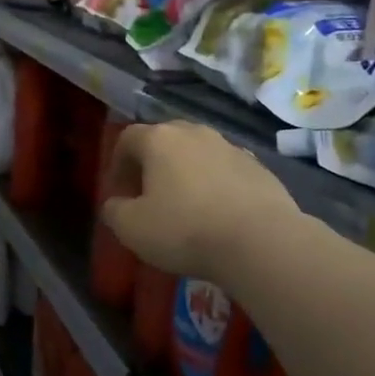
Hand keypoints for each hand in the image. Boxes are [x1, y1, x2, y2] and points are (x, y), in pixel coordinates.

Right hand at [101, 122, 295, 282]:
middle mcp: (195, 133)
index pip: (127, 137)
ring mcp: (231, 148)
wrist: (261, 242)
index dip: (117, 162)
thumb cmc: (185, 229)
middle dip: (152, 163)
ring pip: (198, 153)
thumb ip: (114, 210)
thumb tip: (115, 204)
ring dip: (186, 172)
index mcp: (159, 139)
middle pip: (164, 139)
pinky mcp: (260, 168)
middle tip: (148, 194)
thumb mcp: (131, 228)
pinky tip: (217, 213)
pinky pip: (226, 170)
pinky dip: (216, 184)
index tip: (118, 190)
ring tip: (185, 204)